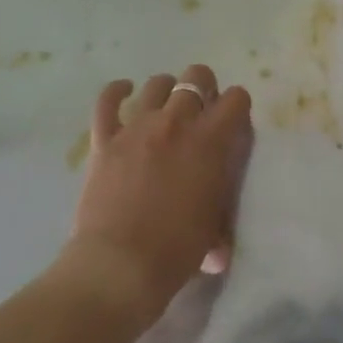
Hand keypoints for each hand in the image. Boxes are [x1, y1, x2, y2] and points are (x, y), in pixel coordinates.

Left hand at [66, 64, 252, 323]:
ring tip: (167, 107)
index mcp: (211, 141)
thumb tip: (219, 228)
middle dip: (203, 88)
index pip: (236, 99)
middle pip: (196, 77)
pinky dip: (117, 92)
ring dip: (167, 91)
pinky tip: (124, 91)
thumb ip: (220, 203)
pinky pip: (107, 101)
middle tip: (201, 111)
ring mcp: (137, 127)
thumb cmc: (177, 249)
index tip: (233, 122)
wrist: (121, 265)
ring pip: (157, 85)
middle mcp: (177, 123)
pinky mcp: (105, 139)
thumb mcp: (216, 223)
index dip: (237, 106)